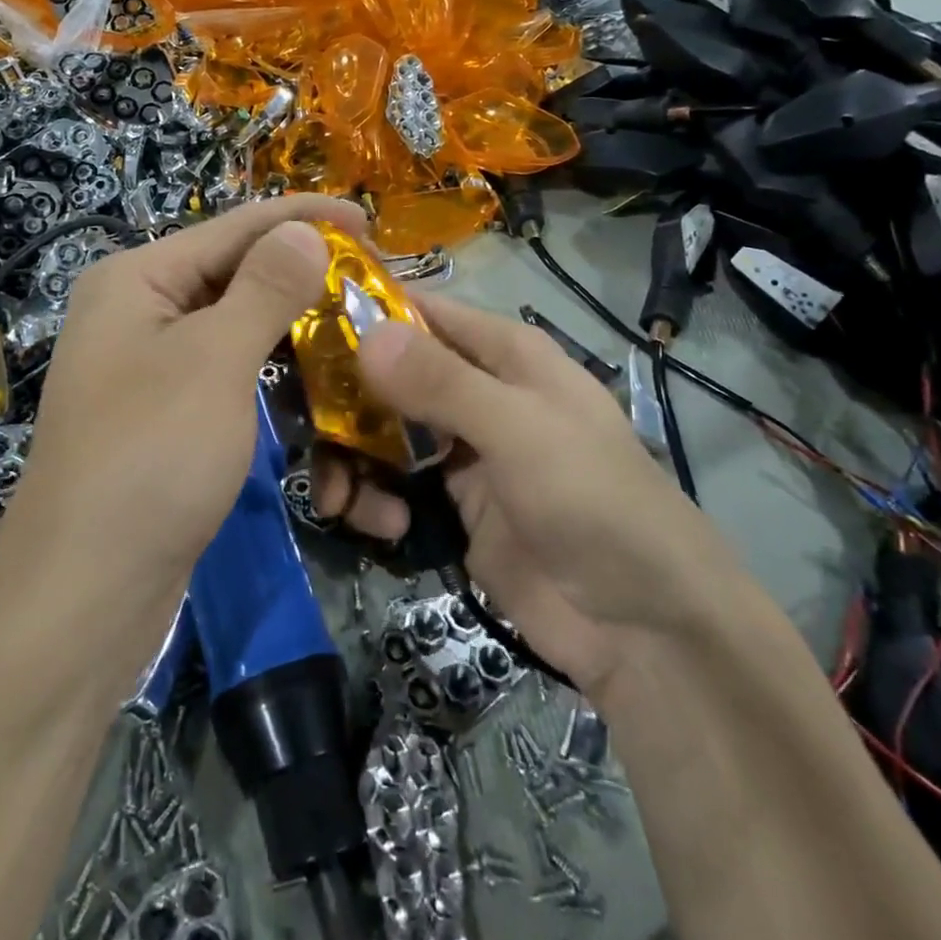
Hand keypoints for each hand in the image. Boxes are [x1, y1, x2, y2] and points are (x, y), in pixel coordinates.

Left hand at [0, 196, 365, 615]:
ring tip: (359, 333)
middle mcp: (140, 313)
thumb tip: (304, 230)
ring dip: (297, 334)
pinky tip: (321, 389)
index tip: (370, 223)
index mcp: (137, 280)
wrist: (85, 594)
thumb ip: (264, 288)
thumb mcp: (214, 361)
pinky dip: (277, 380)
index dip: (303, 218)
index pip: (233, 228)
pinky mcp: (171, 418)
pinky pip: (234, 378)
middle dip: (305, 280)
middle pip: (237, 277)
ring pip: (240, 332)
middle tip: (374, 285)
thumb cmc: (150, 458)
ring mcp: (153, 368)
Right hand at [321, 296, 744, 696]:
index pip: (421, 311)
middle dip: (345, 400)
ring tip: (340, 498)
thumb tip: (364, 332)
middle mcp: (478, 391)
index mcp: (503, 353)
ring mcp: (463, 450)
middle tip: (303, 428)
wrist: (643, 627)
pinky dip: (374, 500)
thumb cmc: (592, 501)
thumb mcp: (519, 431)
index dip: (364, 313)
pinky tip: (384, 527)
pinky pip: (392, 485)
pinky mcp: (451, 505)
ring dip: (352, 459)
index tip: (298, 328)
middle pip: (390, 374)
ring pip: (382, 432)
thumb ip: (440, 382)